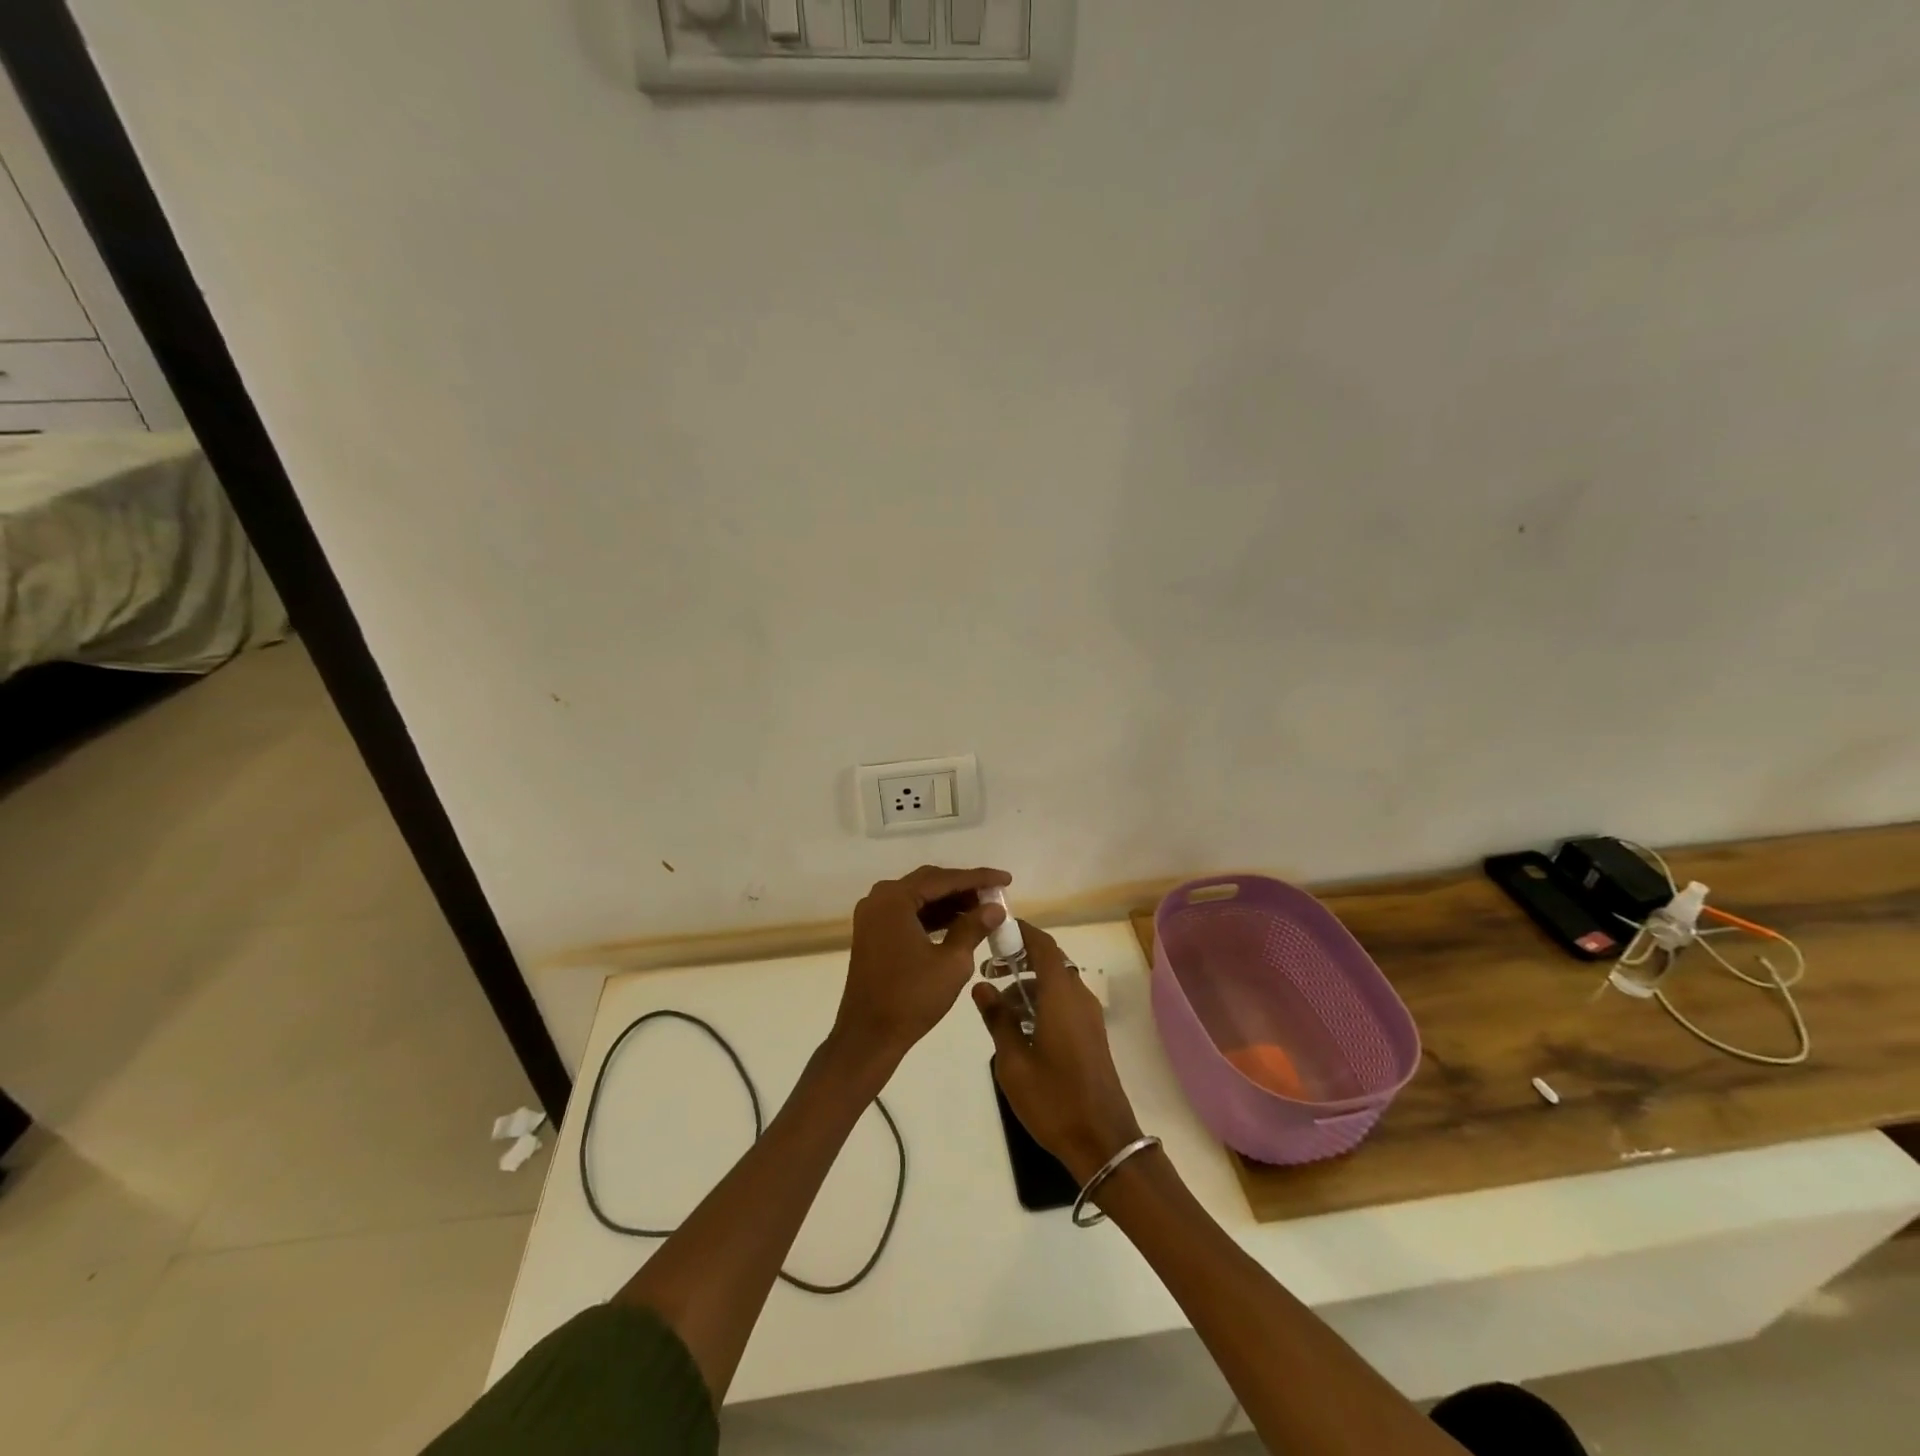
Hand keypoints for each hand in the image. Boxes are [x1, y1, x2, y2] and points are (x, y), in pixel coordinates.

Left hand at [832, 865, 1011, 1069]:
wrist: (869, 1036)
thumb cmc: (911, 998)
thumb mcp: (952, 962)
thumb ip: (974, 927)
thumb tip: (995, 907)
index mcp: (895, 899)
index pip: (944, 879)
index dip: (978, 878)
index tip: (1006, 879)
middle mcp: (879, 898)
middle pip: (929, 883)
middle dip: (963, 887)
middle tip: (995, 894)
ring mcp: (873, 916)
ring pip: (919, 898)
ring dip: (949, 902)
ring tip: (983, 909)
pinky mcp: (874, 933)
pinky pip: (908, 913)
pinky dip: (933, 916)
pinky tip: (958, 924)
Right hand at [974, 922, 1144, 1182]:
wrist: (1103, 1141)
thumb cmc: (1054, 1099)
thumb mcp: (1013, 1062)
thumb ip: (997, 1019)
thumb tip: (982, 986)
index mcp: (1061, 995)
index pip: (1043, 945)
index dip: (1021, 931)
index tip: (995, 929)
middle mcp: (1078, 997)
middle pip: (1050, 961)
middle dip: (1019, 959)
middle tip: (988, 970)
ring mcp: (1088, 1016)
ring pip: (1056, 983)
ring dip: (1029, 983)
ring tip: (997, 1003)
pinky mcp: (1091, 1035)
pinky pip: (1064, 1002)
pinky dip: (1042, 1001)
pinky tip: (1019, 1026)